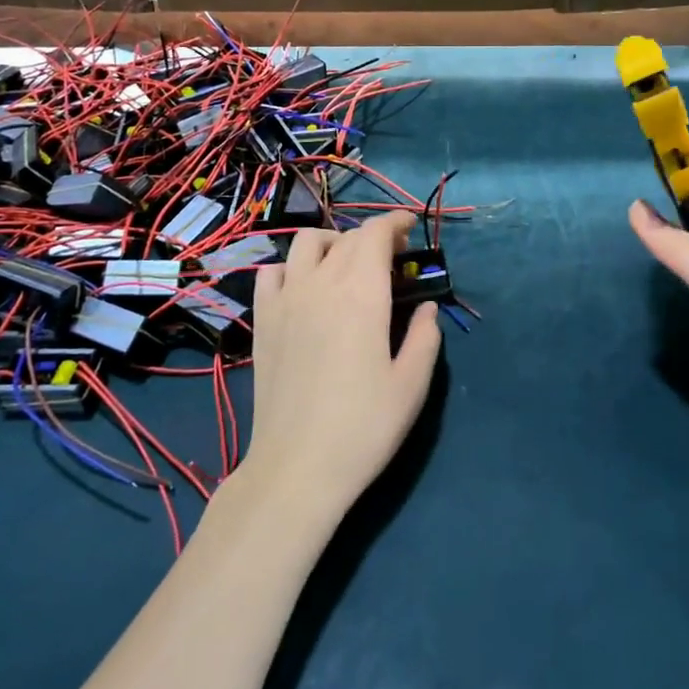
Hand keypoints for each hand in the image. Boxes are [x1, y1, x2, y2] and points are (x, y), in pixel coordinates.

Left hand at [237, 211, 441, 520]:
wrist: (297, 466)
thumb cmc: (364, 426)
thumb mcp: (412, 385)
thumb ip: (425, 337)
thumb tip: (427, 307)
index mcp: (362, 293)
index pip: (375, 234)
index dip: (395, 222)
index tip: (409, 227)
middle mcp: (321, 284)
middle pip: (346, 238)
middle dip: (373, 237)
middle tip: (391, 259)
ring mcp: (286, 300)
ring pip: (305, 243)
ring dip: (332, 243)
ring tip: (346, 266)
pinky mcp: (262, 321)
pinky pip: (271, 273)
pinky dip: (290, 268)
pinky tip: (303, 289)